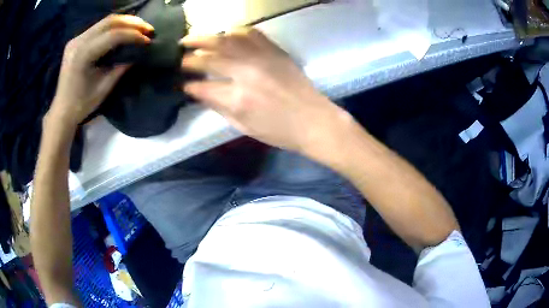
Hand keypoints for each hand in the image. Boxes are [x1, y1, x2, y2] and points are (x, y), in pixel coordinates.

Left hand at [47, 15, 152, 128]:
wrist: (62, 111)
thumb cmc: (81, 104)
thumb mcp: (103, 88)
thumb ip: (120, 68)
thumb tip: (136, 54)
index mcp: (82, 55)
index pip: (113, 36)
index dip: (133, 35)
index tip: (148, 39)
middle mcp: (78, 42)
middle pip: (109, 21)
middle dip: (131, 22)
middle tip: (147, 28)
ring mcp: (76, 39)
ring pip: (105, 21)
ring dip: (124, 22)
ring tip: (139, 27)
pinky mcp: (77, 41)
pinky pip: (99, 27)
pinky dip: (114, 26)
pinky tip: (124, 30)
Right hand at [180, 28, 352, 155]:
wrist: (314, 120)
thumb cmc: (279, 131)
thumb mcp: (243, 127)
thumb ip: (218, 107)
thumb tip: (198, 92)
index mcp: (237, 99)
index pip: (201, 87)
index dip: (186, 84)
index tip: (178, 83)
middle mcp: (246, 73)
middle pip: (209, 58)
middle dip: (188, 57)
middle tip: (177, 56)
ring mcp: (262, 58)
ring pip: (226, 40)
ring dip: (204, 37)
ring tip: (190, 38)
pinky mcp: (275, 50)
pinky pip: (250, 33)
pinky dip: (232, 32)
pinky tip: (223, 34)